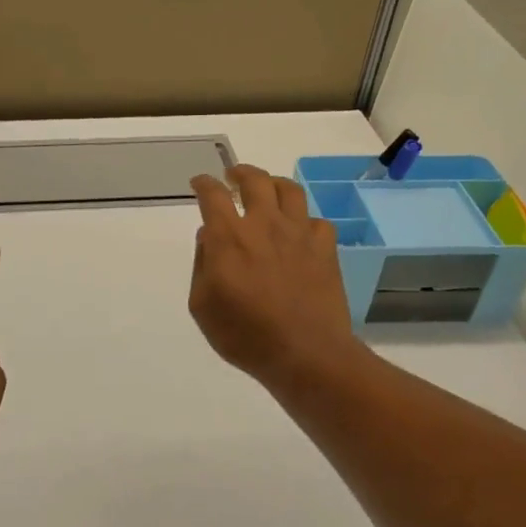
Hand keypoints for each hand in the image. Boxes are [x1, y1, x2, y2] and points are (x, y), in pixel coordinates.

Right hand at [189, 166, 359, 388]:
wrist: (305, 354)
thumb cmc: (245, 335)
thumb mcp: (202, 306)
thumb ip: (202, 264)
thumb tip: (209, 236)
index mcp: (229, 238)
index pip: (213, 195)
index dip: (204, 183)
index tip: (199, 182)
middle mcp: (265, 225)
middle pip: (255, 180)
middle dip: (240, 172)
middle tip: (233, 177)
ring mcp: (299, 234)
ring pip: (289, 190)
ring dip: (273, 184)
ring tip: (267, 190)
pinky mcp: (325, 249)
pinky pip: (316, 221)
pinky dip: (303, 221)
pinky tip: (298, 231)